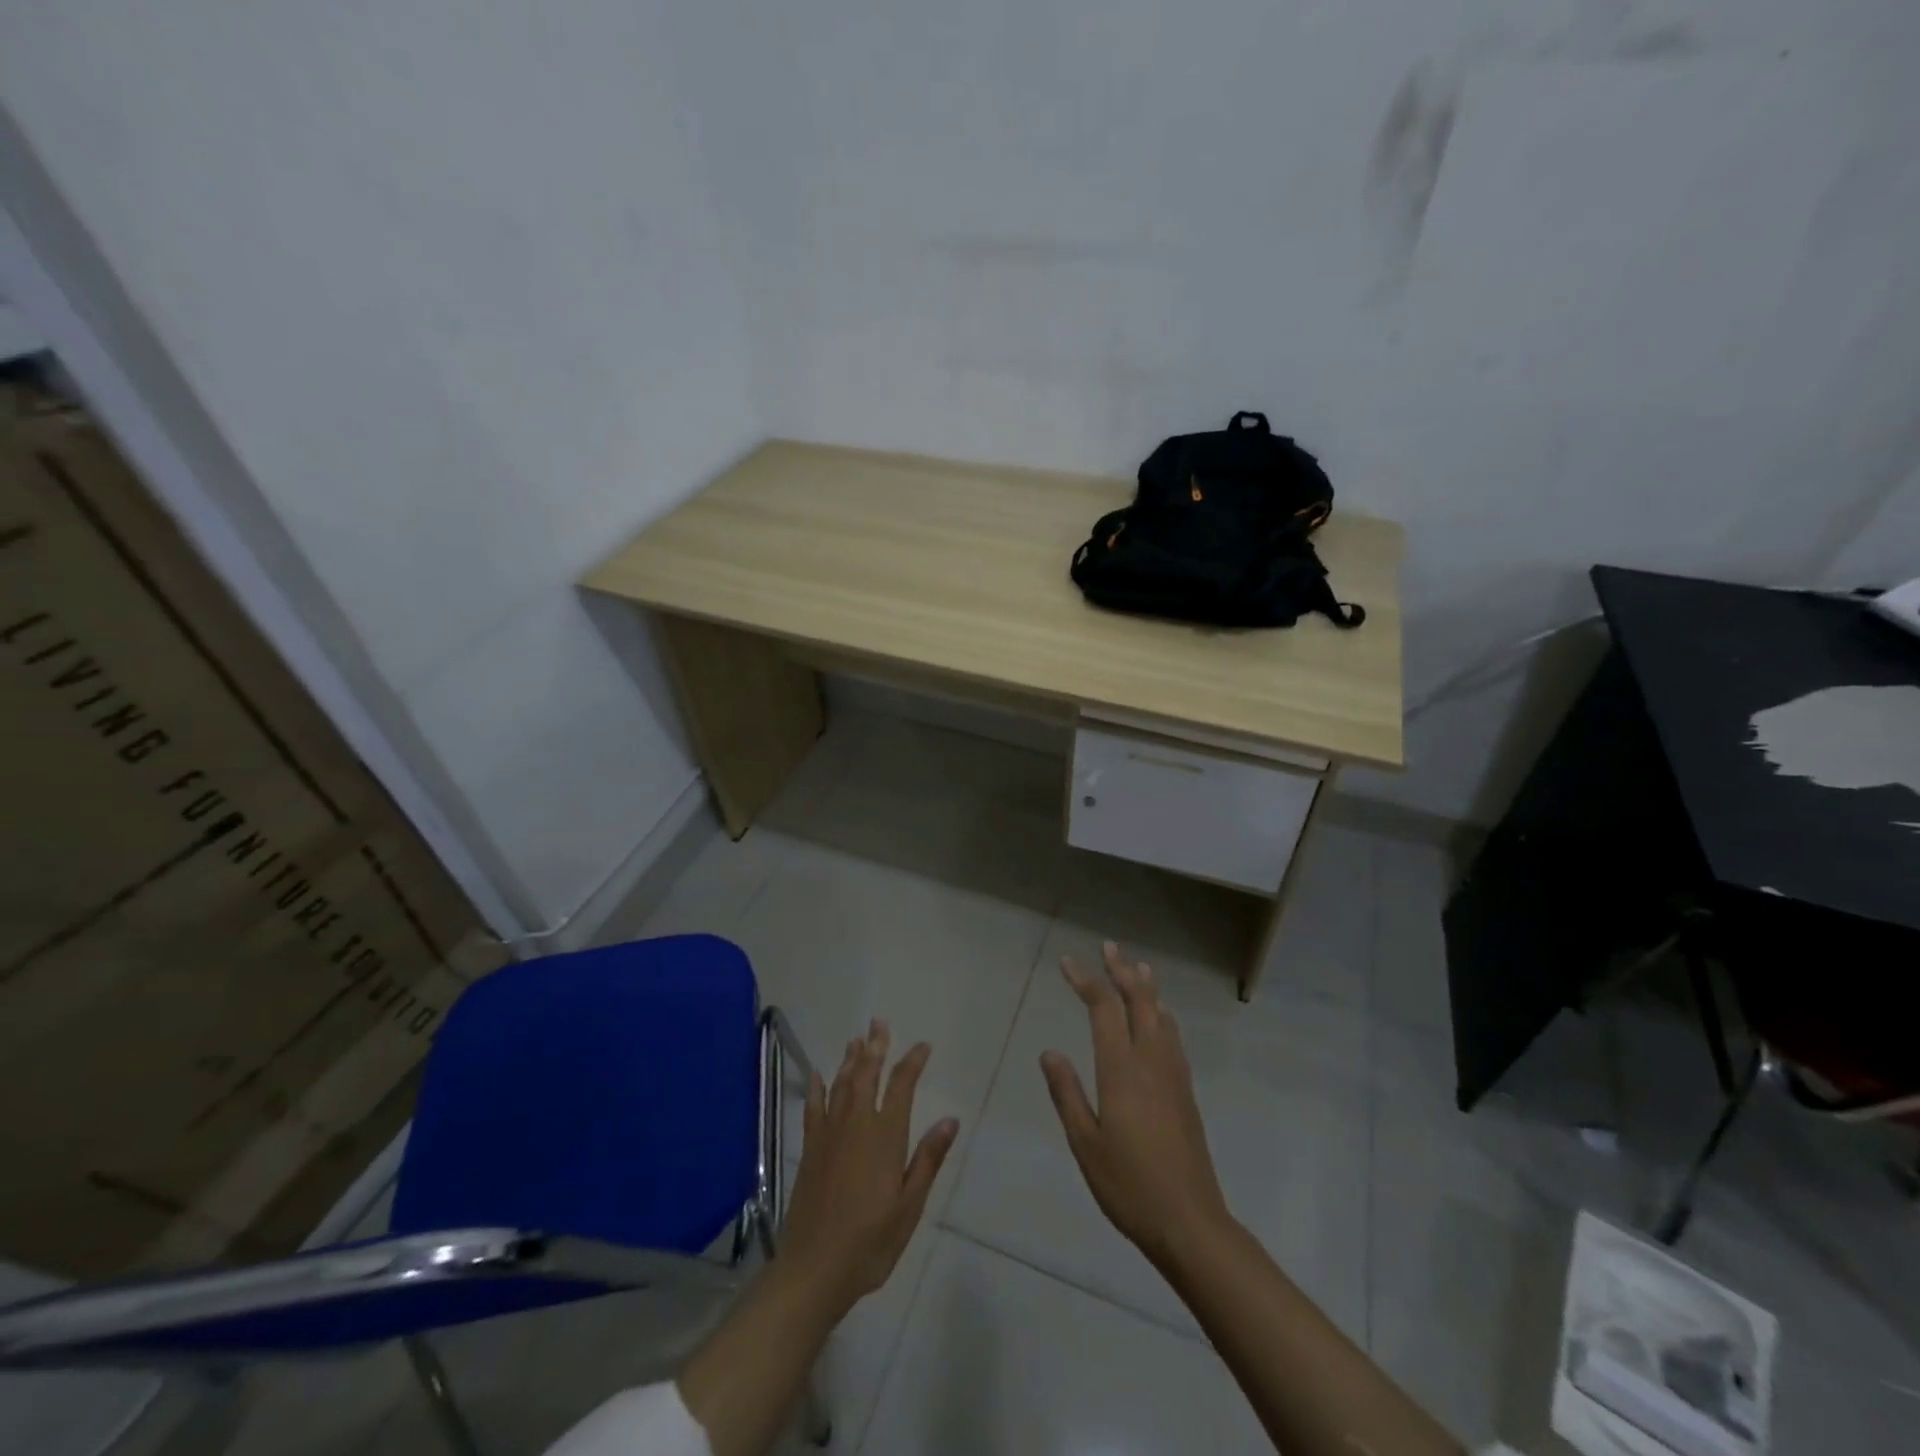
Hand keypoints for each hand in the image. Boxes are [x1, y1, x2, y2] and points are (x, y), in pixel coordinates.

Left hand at [779, 1019, 957, 1317]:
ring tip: (858, 1038)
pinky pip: (814, 1108)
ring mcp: (829, 1135)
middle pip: (867, 1075)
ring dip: (851, 1059)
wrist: (814, 1270)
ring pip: (841, 1085)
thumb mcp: (909, 1206)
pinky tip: (818, 1074)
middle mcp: (856, 1125)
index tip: (923, 1046)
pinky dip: (817, 1087)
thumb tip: (950, 1118)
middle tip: (880, 1022)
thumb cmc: (870, 1242)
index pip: (901, 1087)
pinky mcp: (810, 1149)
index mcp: (885, 1137)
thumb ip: (928, 1159)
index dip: (912, 1062)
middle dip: (876, 1047)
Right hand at [1040, 942, 1231, 1266]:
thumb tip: (1050, 1051)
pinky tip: (1161, 1017)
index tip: (1067, 962)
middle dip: (1121, 970)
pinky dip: (1162, 1013)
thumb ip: (1067, 1093)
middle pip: (1139, 1001)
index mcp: (1121, 1070)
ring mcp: (1173, 1075)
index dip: (1085, 980)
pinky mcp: (1185, 1091)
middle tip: (1108, 946)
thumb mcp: (1085, 1144)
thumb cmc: (1129, 1186)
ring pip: (1161, 1015)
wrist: (1190, 1222)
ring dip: (1146, 987)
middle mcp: (1150, 1061)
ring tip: (1136, 966)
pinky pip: (1173, 1036)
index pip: (1103, 1009)